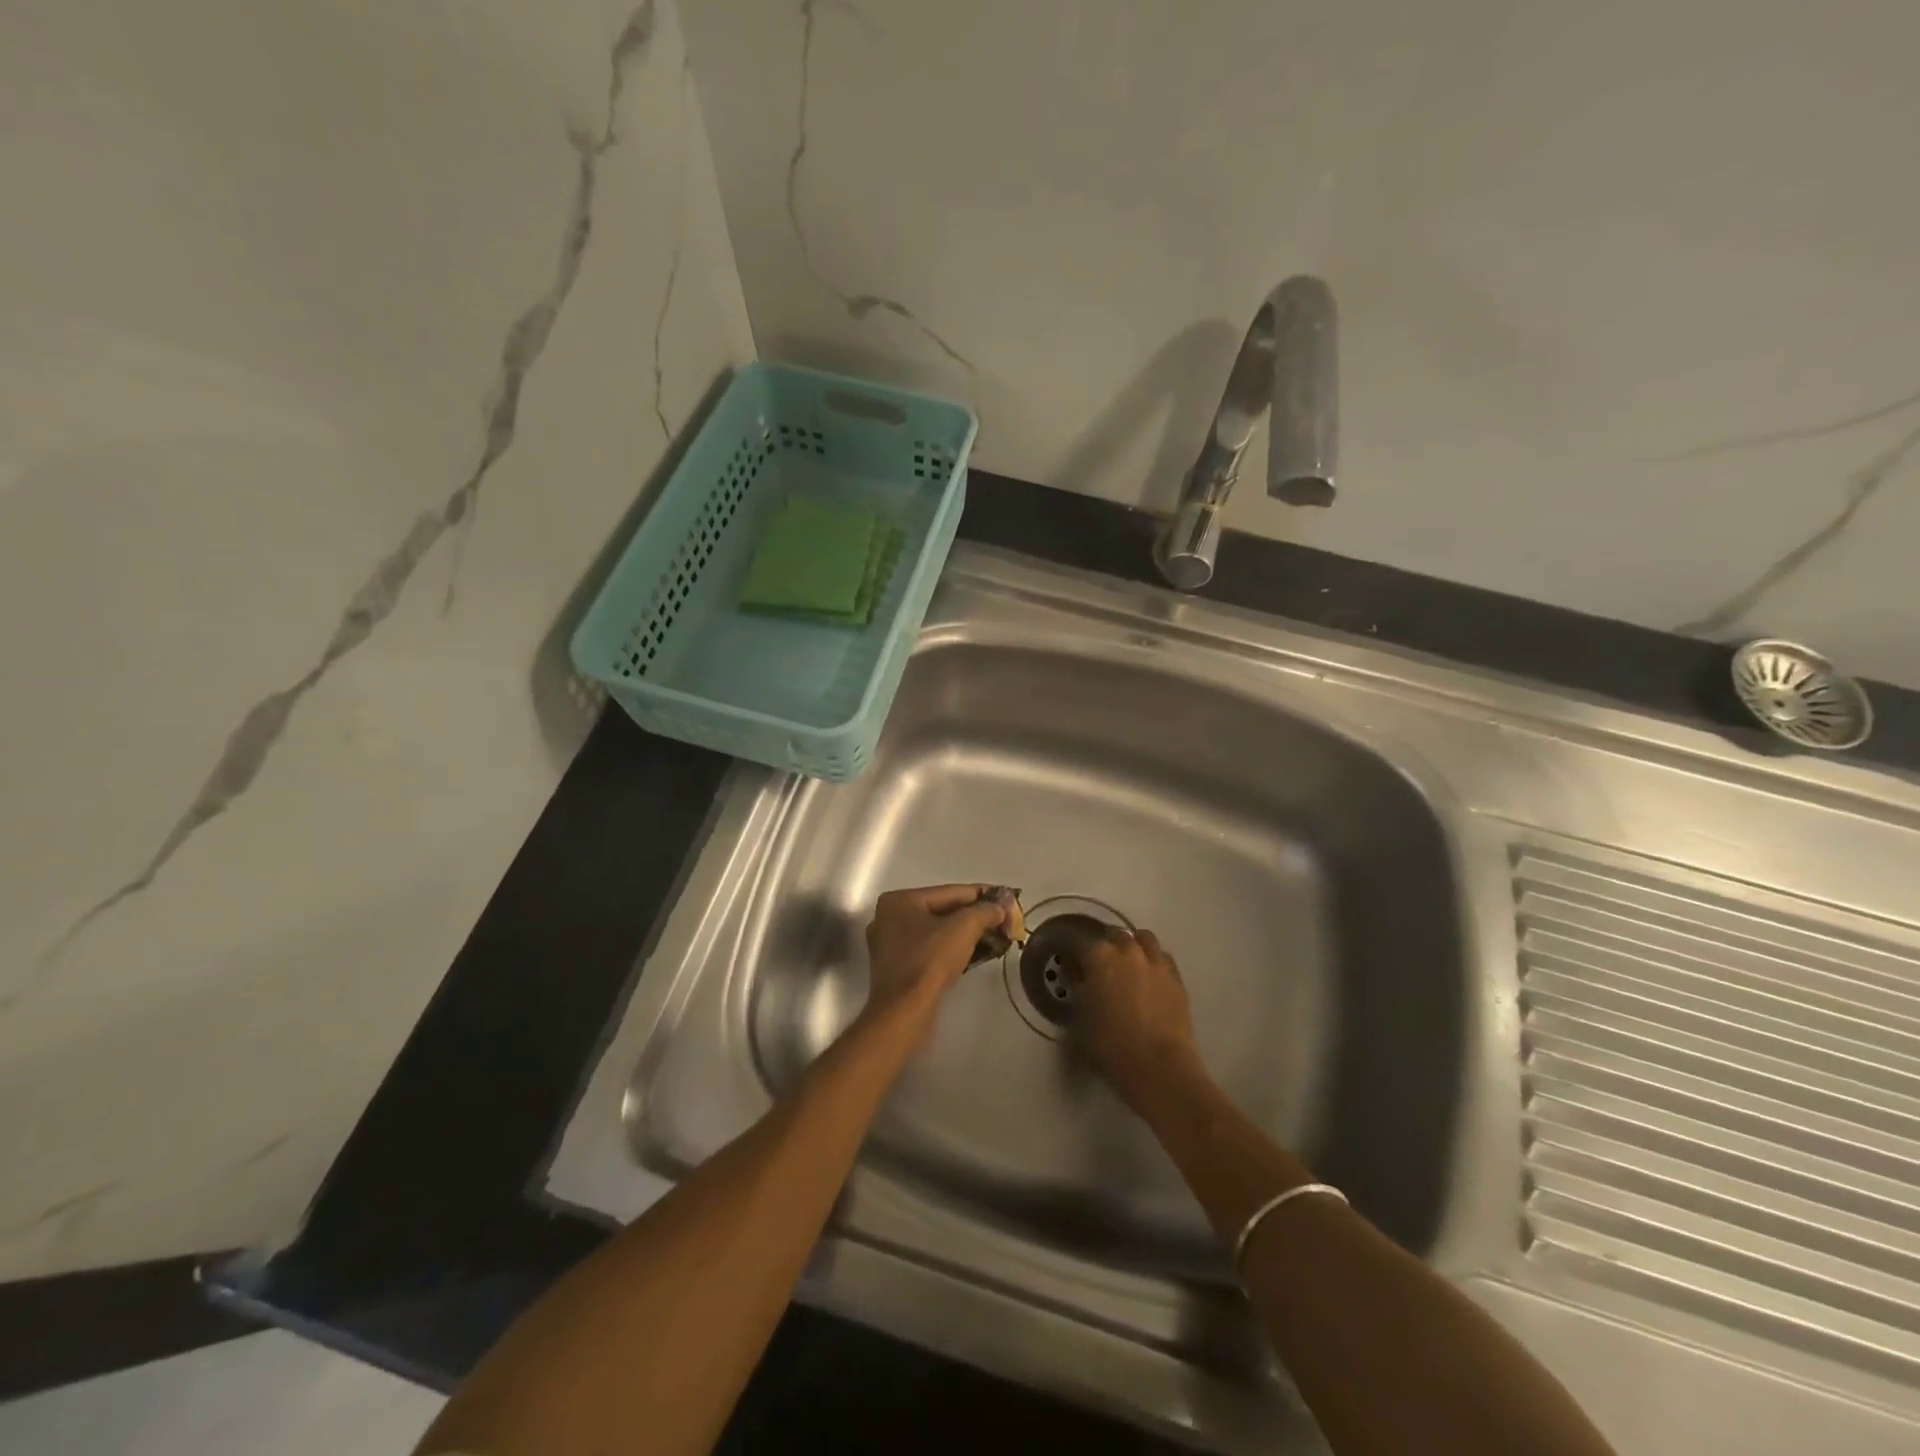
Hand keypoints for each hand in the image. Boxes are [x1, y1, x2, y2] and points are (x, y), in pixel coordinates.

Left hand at [861, 884, 1007, 1027]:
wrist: (904, 1012)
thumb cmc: (929, 961)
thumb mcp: (963, 928)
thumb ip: (985, 911)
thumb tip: (1001, 907)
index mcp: (900, 900)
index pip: (950, 891)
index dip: (983, 894)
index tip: (1008, 898)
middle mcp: (890, 918)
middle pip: (943, 911)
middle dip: (976, 916)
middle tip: (1005, 920)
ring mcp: (891, 945)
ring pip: (937, 932)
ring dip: (966, 934)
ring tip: (996, 937)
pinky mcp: (897, 969)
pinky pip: (930, 950)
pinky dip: (952, 949)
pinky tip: (975, 954)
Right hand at [1073, 928, 1200, 1109]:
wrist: (1159, 1067)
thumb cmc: (1110, 1046)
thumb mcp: (1078, 1022)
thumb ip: (1077, 994)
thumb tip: (1079, 983)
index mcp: (1098, 956)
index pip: (1076, 939)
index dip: (1069, 947)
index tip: (1065, 957)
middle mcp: (1127, 950)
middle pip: (1113, 935)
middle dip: (1104, 946)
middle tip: (1098, 965)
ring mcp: (1156, 962)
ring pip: (1143, 939)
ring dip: (1133, 947)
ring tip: (1128, 965)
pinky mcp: (1176, 978)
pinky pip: (1162, 958)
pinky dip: (1153, 962)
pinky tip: (1149, 979)